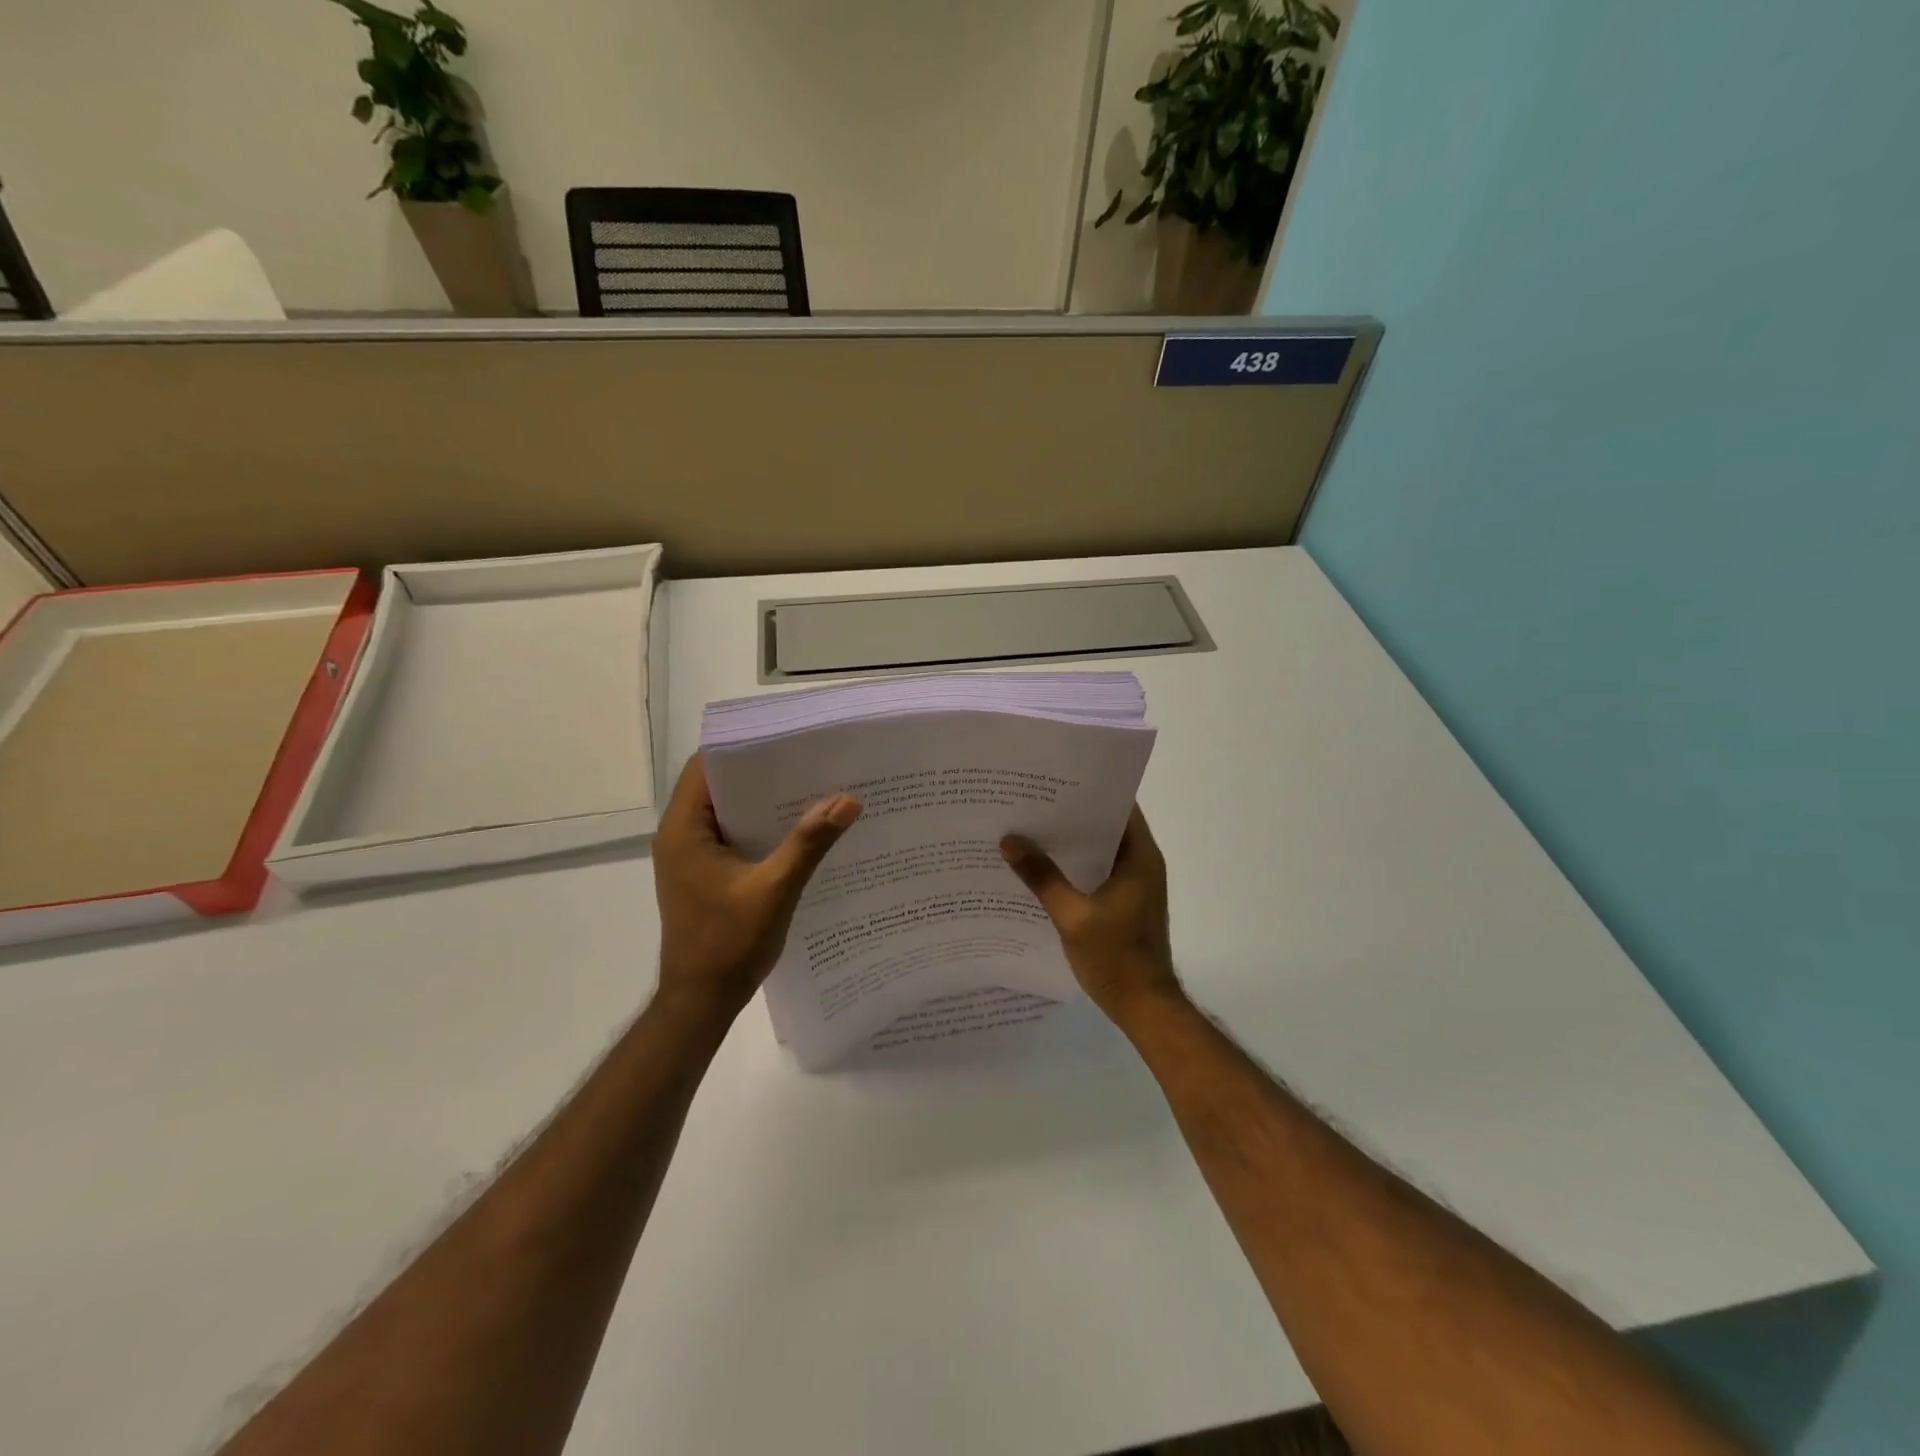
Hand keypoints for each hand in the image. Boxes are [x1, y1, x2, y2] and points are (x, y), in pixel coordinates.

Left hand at [653, 754, 861, 1021]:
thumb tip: (847, 800)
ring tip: (812, 786)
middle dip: (762, 771)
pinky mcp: (705, 873)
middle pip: (719, 785)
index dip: (743, 746)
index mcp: (684, 830)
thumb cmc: (728, 944)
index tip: (786, 736)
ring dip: (763, 800)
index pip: (707, 766)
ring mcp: (691, 856)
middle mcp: (681, 835)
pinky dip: (761, 826)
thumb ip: (808, 843)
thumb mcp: (774, 890)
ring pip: (728, 810)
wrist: (701, 1002)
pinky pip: (733, 834)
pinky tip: (799, 828)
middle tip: (810, 759)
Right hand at [1001, 806, 1183, 1022]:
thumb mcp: (1072, 916)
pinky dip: (1074, 867)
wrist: (1145, 1008)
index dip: (1090, 790)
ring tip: (1030, 829)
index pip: (1120, 806)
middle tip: (1031, 801)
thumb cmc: (1116, 958)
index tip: (1055, 779)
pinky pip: (1096, 873)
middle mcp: (1141, 864)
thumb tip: (1010, 840)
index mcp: (1140, 857)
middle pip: (1106, 827)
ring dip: (1070, 843)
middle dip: (1071, 815)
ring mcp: (1134, 885)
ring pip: (1099, 851)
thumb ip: (1042, 877)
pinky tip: (1041, 869)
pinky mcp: (1124, 904)